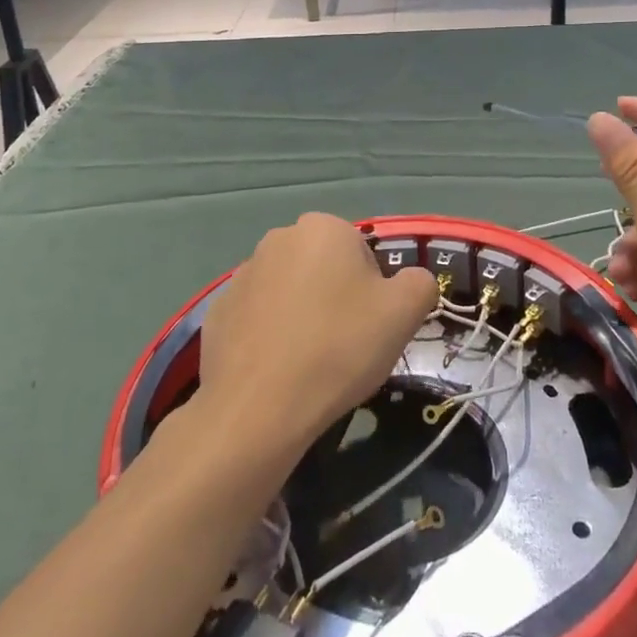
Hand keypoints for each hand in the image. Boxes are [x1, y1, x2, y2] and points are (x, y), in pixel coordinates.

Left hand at [196, 212, 437, 471]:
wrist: (258, 408)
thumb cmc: (339, 348)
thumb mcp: (405, 313)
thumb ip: (419, 283)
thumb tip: (411, 281)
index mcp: (323, 228)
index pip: (363, 253)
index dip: (373, 292)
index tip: (370, 327)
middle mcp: (279, 238)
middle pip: (325, 268)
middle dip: (336, 299)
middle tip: (344, 346)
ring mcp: (242, 275)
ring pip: (290, 292)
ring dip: (302, 316)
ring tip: (309, 363)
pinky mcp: (217, 311)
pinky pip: (258, 318)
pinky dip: (269, 337)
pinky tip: (277, 371)